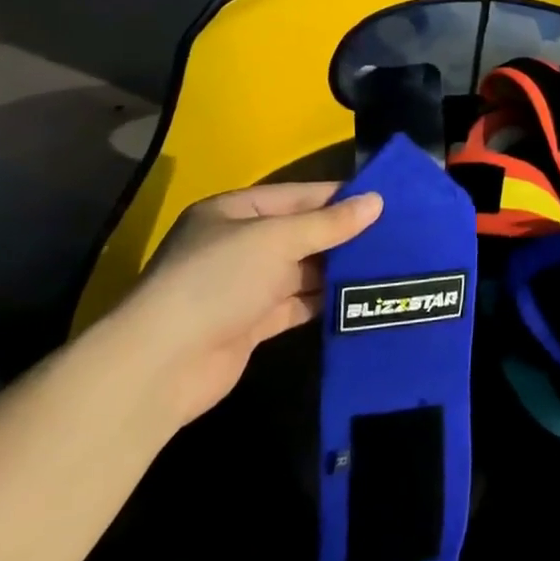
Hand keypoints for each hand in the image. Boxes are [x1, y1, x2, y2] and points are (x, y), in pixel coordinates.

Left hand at [116, 183, 382, 424]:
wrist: (163, 364)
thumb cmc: (218, 280)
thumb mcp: (276, 239)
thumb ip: (328, 223)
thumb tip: (377, 202)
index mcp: (235, 211)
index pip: (297, 195)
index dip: (339, 197)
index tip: (384, 199)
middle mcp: (239, 244)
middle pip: (301, 233)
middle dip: (343, 234)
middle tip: (395, 234)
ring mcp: (245, 286)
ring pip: (302, 270)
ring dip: (337, 269)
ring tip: (387, 264)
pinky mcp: (253, 324)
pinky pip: (297, 304)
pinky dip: (323, 301)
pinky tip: (358, 297)